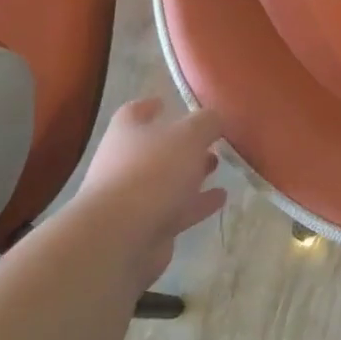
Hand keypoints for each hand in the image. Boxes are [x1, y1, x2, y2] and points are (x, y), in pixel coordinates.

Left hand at [71, 99, 225, 268]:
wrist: (120, 237)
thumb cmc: (151, 173)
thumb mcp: (189, 136)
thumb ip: (206, 122)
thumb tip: (215, 117)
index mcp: (127, 134)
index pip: (134, 113)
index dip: (149, 107)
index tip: (166, 102)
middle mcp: (124, 163)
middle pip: (154, 149)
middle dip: (181, 144)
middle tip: (209, 140)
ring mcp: (133, 198)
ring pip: (167, 181)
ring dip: (191, 174)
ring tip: (218, 166)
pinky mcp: (147, 227)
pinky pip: (176, 210)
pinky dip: (197, 203)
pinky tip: (220, 198)